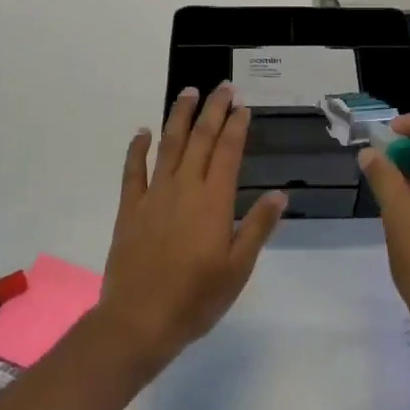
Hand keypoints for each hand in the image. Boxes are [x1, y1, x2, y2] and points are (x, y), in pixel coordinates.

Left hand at [97, 83, 284, 367]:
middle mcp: (184, 188)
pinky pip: (133, 171)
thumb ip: (257, 227)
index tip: (244, 106)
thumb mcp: (238, 268)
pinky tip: (143, 132)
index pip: (228, 152)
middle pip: (200, 139)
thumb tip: (280, 193)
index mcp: (213, 201)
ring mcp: (154, 196)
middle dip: (214, 110)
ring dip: (179, 116)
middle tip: (223, 87)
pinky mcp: (129, 209)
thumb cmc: (196, 299)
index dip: (237, 126)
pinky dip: (138, 148)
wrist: (139, 321)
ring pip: (168, 145)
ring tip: (188, 92)